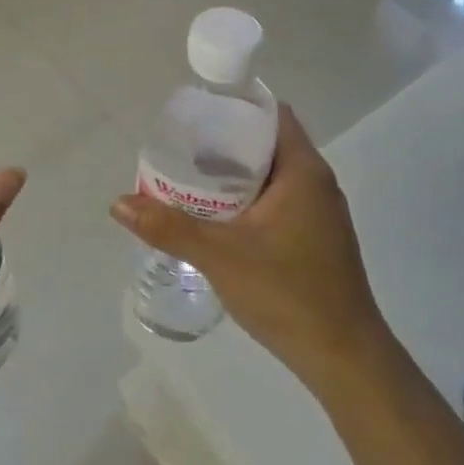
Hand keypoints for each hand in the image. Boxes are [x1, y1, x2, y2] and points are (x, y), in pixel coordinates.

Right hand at [110, 104, 391, 397]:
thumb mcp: (220, 256)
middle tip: (183, 150)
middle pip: (268, 144)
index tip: (197, 114)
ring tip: (193, 181)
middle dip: (225, 144)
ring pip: (273, 176)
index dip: (235, 107)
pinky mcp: (318, 239)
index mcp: (303, 171)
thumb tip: (119, 203)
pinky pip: (280, 201)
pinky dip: (250, 200)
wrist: (344, 358)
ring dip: (236, 175)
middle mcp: (317, 183)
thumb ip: (169, 227)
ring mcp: (321, 213)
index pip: (271, 114)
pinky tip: (220, 219)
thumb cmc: (287, 293)